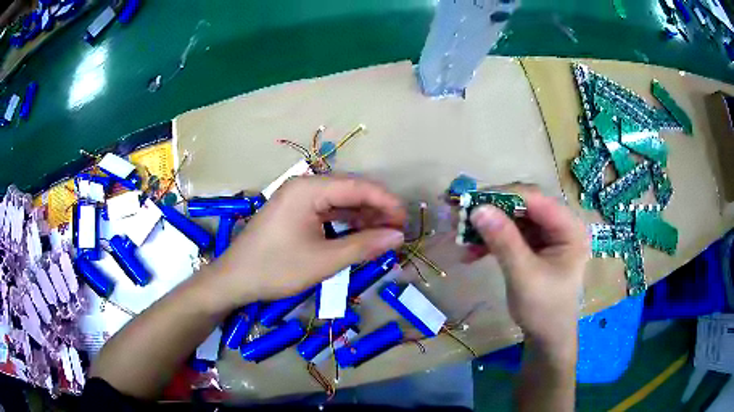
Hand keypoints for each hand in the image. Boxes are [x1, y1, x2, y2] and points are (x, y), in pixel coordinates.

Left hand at [208, 176, 406, 306]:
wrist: (235, 280)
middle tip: (398, 232)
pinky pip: (327, 212)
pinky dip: (346, 224)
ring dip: (363, 218)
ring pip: (340, 203)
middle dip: (376, 210)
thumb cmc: (276, 269)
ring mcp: (298, 199)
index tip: (406, 220)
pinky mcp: (295, 213)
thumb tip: (398, 237)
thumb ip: (363, 246)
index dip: (386, 201)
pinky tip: (361, 236)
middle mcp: (304, 187)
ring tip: (384, 236)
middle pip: (350, 192)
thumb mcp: (324, 261)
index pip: (358, 186)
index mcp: (309, 190)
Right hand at [468, 185, 588, 349]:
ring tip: (461, 237)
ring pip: (513, 217)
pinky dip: (491, 240)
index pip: (536, 199)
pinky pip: (510, 233)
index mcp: (570, 228)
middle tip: (461, 216)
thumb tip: (478, 209)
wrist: (547, 337)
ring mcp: (547, 234)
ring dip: (488, 226)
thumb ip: (504, 241)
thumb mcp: (524, 276)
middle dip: (492, 211)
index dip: (503, 196)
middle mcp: (560, 224)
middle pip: (523, 204)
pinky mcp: (535, 245)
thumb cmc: (544, 310)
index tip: (471, 202)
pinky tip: (471, 252)